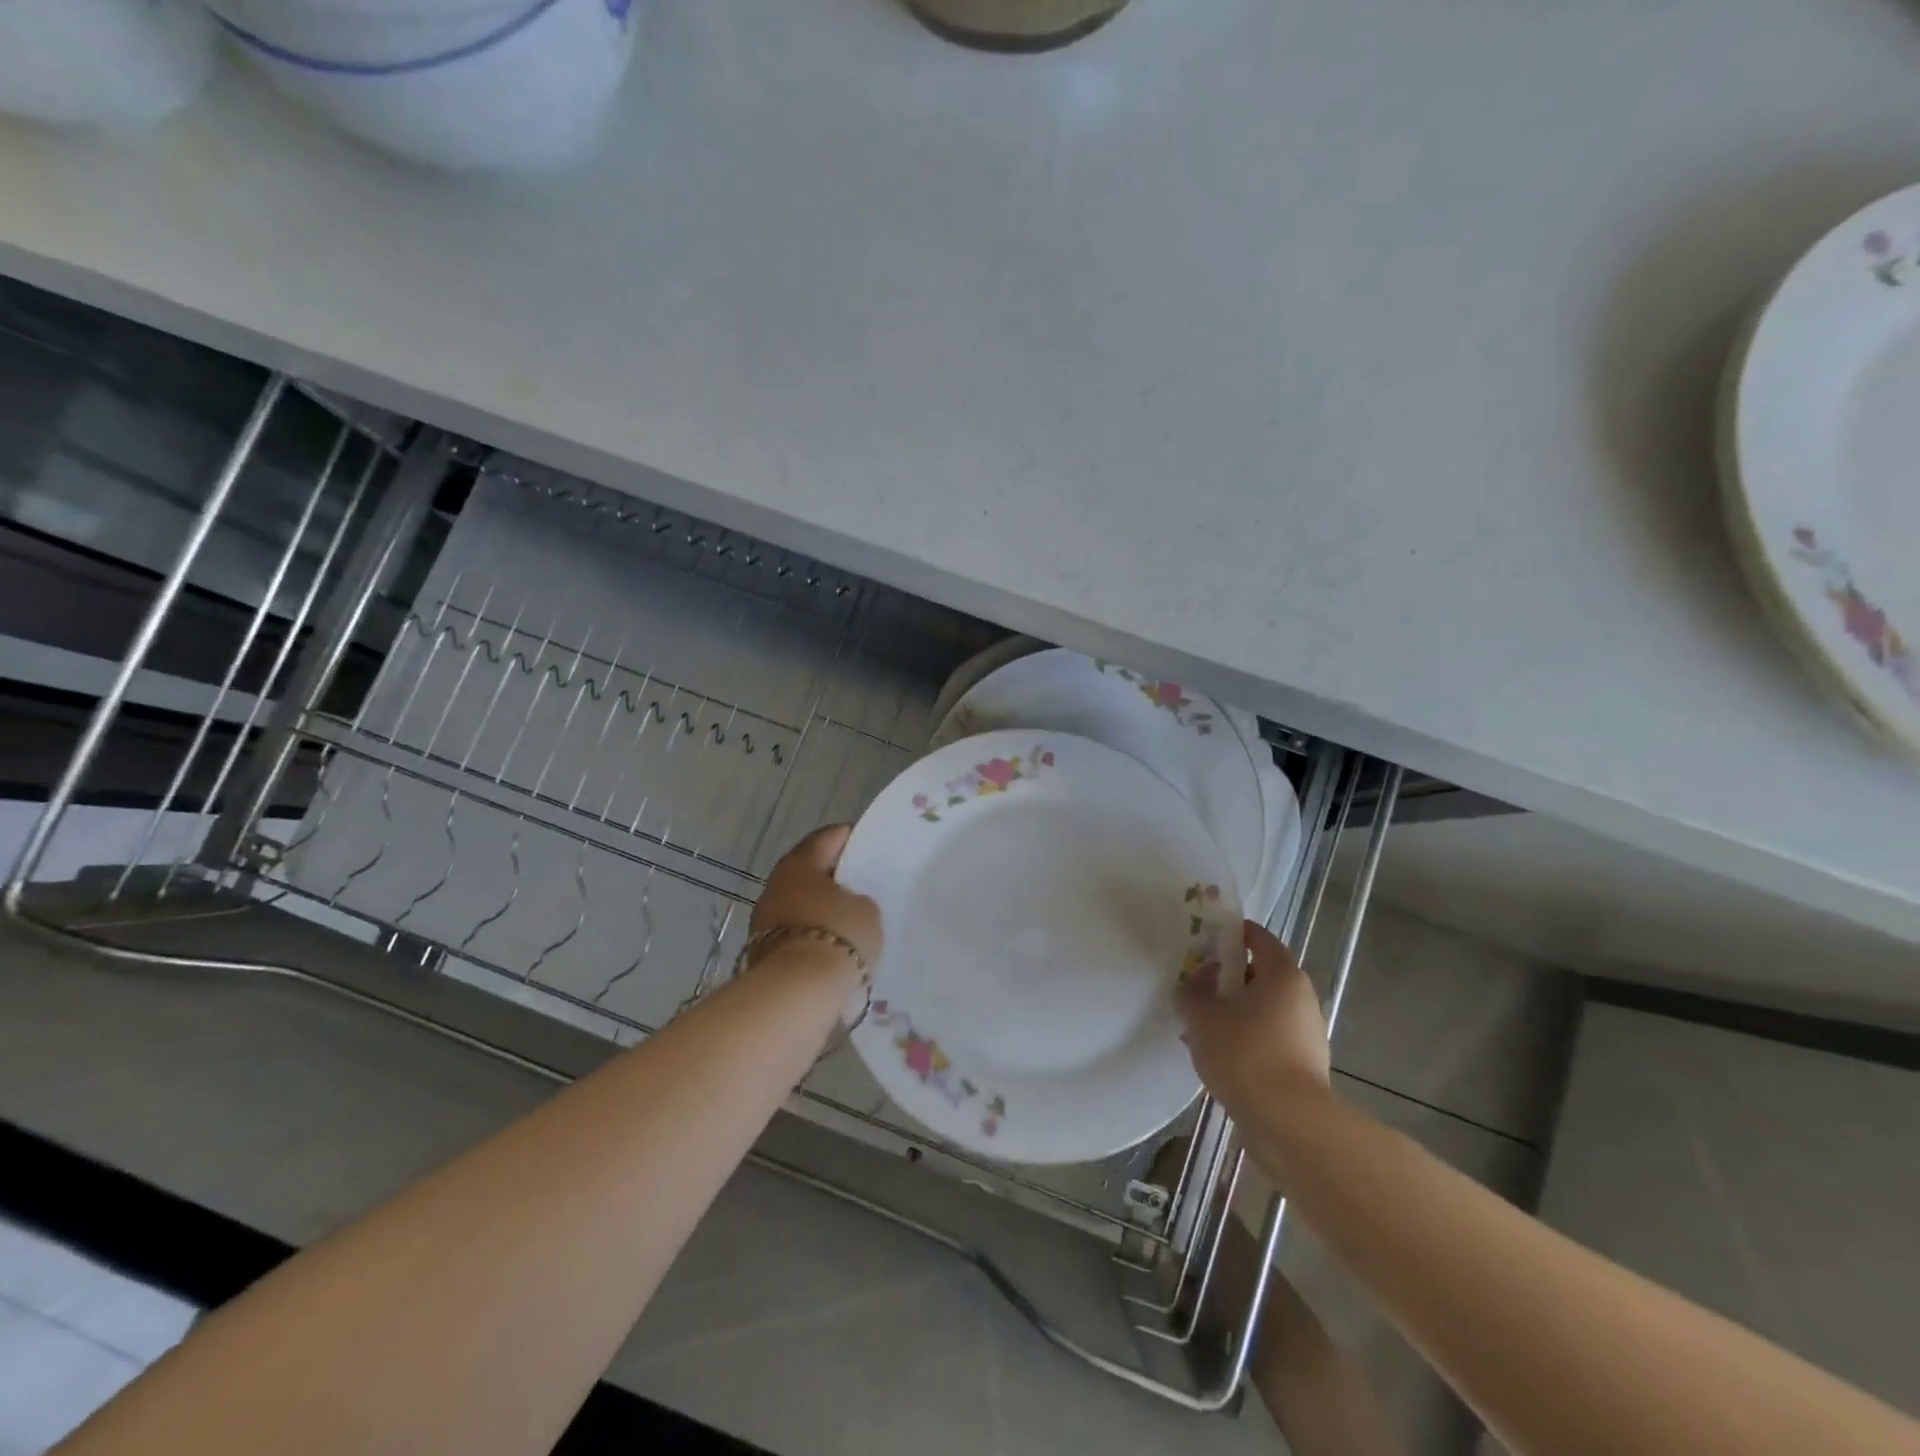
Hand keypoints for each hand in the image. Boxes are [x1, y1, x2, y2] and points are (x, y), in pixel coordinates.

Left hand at [748, 825, 883, 972]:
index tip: (868, 844)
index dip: (849, 838)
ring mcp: (764, 921)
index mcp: (799, 863)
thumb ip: (860, 900)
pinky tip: (835, 945)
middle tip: (862, 883)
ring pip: (800, 904)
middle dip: (833, 877)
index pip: (826, 838)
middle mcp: (776, 885)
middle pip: (809, 872)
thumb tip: (849, 905)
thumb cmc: (837, 936)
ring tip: (851, 919)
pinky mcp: (763, 953)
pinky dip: (814, 935)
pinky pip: (796, 934)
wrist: (796, 993)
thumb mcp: (867, 911)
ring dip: (821, 909)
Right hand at [1177, 921, 1329, 1117]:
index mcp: (1282, 973)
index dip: (1229, 934)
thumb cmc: (1245, 1054)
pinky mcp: (1305, 1065)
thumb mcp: (1202, 1016)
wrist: (1289, 1124)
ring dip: (1234, 1011)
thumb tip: (1200, 978)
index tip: (1202, 941)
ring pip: (1263, 1009)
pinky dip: (1246, 1039)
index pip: (1257, 936)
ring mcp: (1307, 1033)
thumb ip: (1194, 989)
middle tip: (1196, 986)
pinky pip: (1269, 1038)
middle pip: (1261, 973)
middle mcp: (1301, 997)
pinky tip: (1219, 1056)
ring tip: (1200, 1026)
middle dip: (1227, 978)